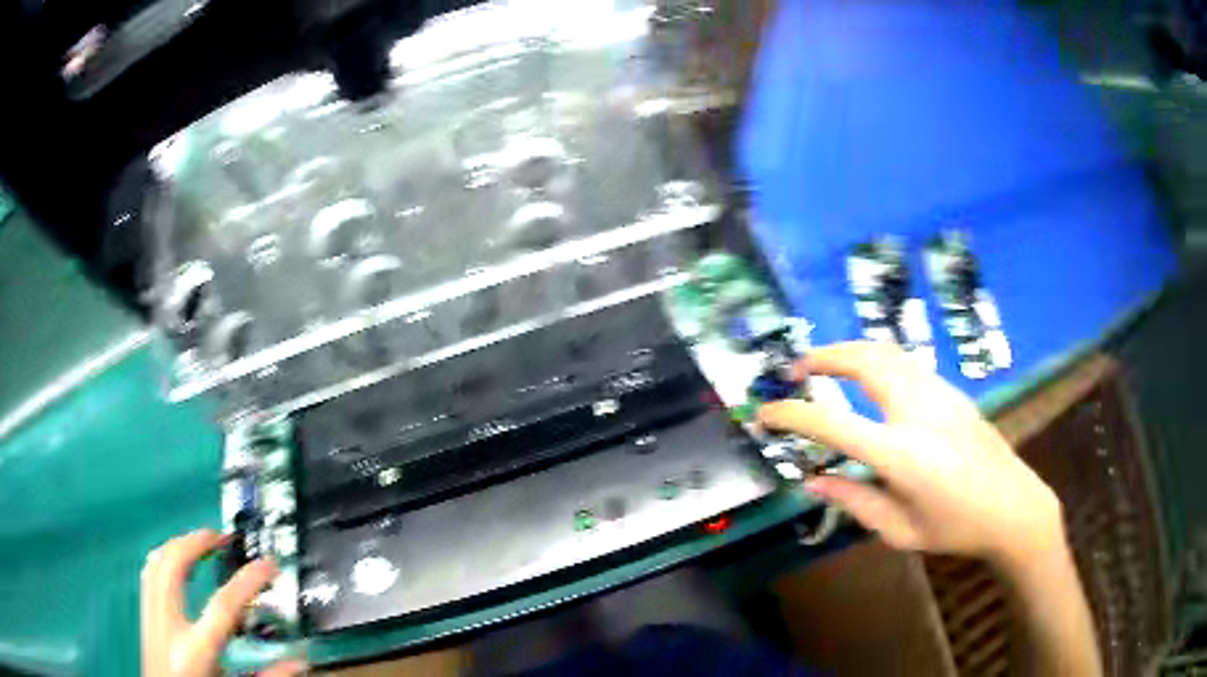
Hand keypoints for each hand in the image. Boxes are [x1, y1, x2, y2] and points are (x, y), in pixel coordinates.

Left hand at [141, 529, 304, 676]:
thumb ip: (267, 676)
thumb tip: (299, 662)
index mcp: (196, 651)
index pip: (223, 606)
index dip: (248, 581)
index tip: (268, 563)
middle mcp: (168, 626)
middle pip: (174, 565)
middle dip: (197, 542)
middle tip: (223, 536)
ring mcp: (151, 617)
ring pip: (156, 561)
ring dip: (179, 543)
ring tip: (201, 541)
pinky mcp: (144, 615)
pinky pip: (149, 572)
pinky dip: (164, 556)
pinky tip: (176, 560)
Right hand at [759, 341, 1064, 566]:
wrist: (1014, 506)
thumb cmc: (956, 528)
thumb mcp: (899, 530)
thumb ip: (854, 500)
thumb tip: (813, 479)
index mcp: (902, 453)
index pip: (833, 423)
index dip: (792, 415)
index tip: (765, 412)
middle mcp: (918, 410)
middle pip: (864, 360)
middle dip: (824, 355)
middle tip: (796, 369)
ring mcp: (939, 393)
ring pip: (887, 351)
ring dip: (850, 351)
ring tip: (825, 365)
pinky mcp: (952, 390)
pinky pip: (905, 361)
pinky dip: (876, 358)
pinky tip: (869, 378)